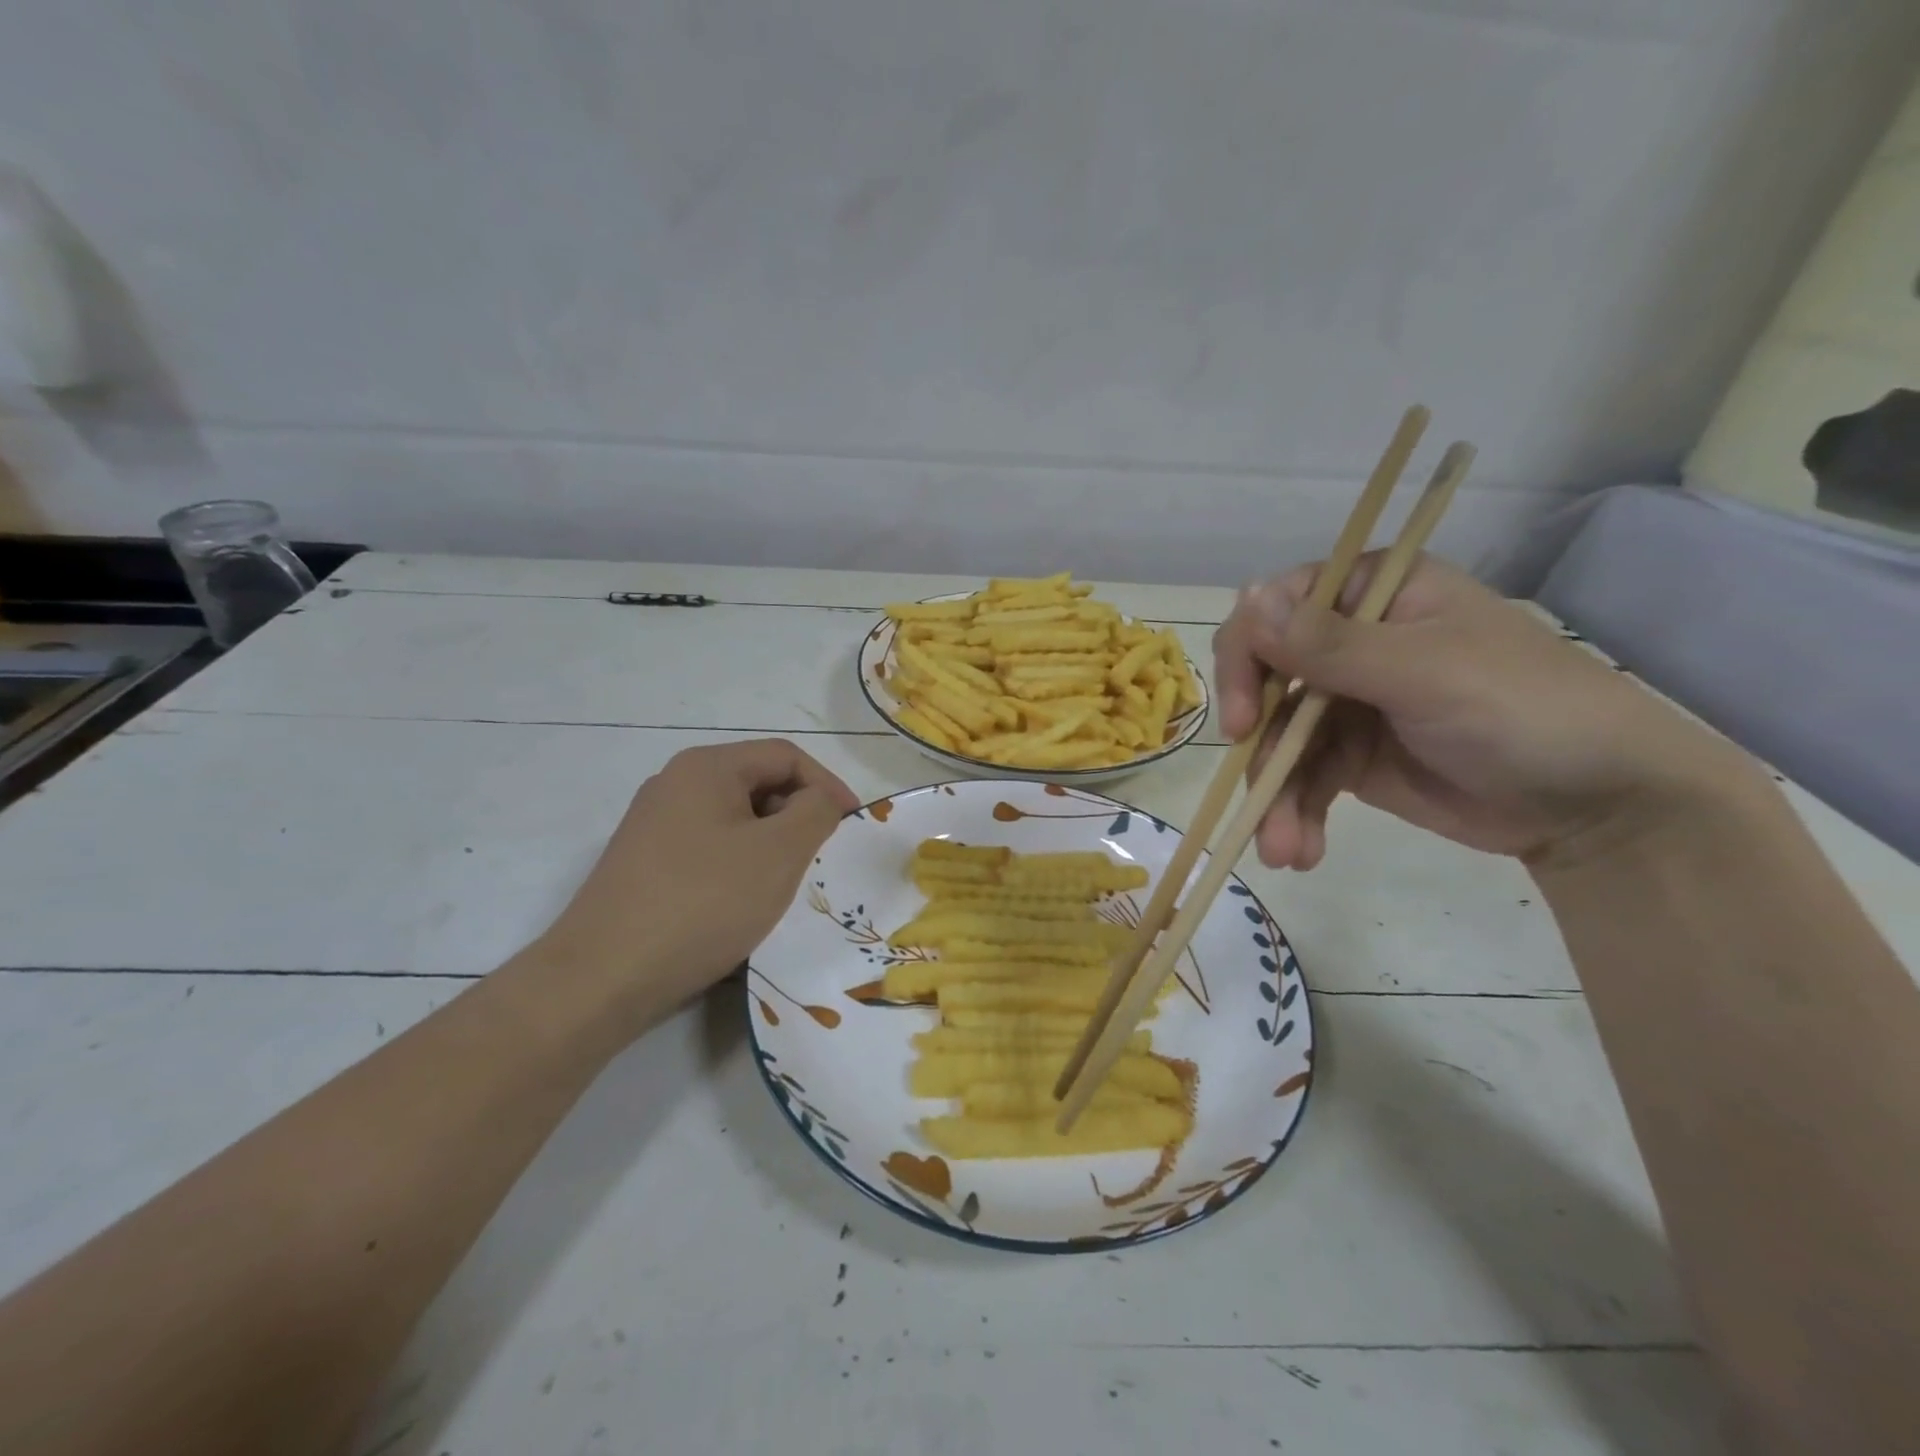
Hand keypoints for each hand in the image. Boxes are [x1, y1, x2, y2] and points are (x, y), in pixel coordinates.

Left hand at [534, 739, 859, 1032]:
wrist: (602, 977)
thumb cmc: (703, 903)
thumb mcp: (779, 853)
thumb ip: (816, 811)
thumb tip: (820, 799)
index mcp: (706, 767)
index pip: (786, 756)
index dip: (828, 785)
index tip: (852, 826)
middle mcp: (675, 783)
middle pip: (758, 783)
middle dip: (798, 815)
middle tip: (822, 857)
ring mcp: (653, 824)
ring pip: (733, 819)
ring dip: (770, 842)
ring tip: (787, 883)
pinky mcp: (643, 863)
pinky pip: (708, 847)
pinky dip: (739, 864)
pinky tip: (744, 902)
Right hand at [1212, 554, 1744, 869]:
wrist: (1597, 807)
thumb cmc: (1522, 710)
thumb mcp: (1423, 672)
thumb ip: (1328, 643)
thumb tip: (1239, 592)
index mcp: (1373, 597)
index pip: (1276, 611)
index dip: (1247, 660)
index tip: (1244, 720)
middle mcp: (1349, 643)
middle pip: (1266, 682)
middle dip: (1259, 745)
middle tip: (1257, 790)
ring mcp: (1346, 703)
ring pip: (1278, 740)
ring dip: (1274, 795)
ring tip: (1281, 849)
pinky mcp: (1350, 758)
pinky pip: (1302, 779)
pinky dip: (1294, 814)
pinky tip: (1300, 851)